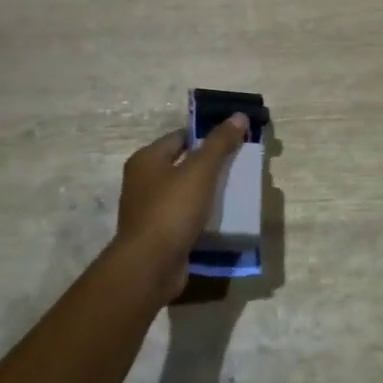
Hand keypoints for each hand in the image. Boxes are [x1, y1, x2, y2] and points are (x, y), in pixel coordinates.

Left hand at [108, 114, 248, 303]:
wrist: (150, 266)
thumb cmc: (172, 210)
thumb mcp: (200, 171)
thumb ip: (220, 143)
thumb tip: (239, 115)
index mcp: (147, 159)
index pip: (181, 137)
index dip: (207, 136)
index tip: (235, 140)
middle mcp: (143, 181)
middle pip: (184, 164)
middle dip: (211, 166)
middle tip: (240, 167)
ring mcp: (149, 210)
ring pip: (185, 192)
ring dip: (208, 193)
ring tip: (236, 193)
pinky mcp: (158, 234)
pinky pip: (185, 217)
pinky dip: (202, 216)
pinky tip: (222, 219)